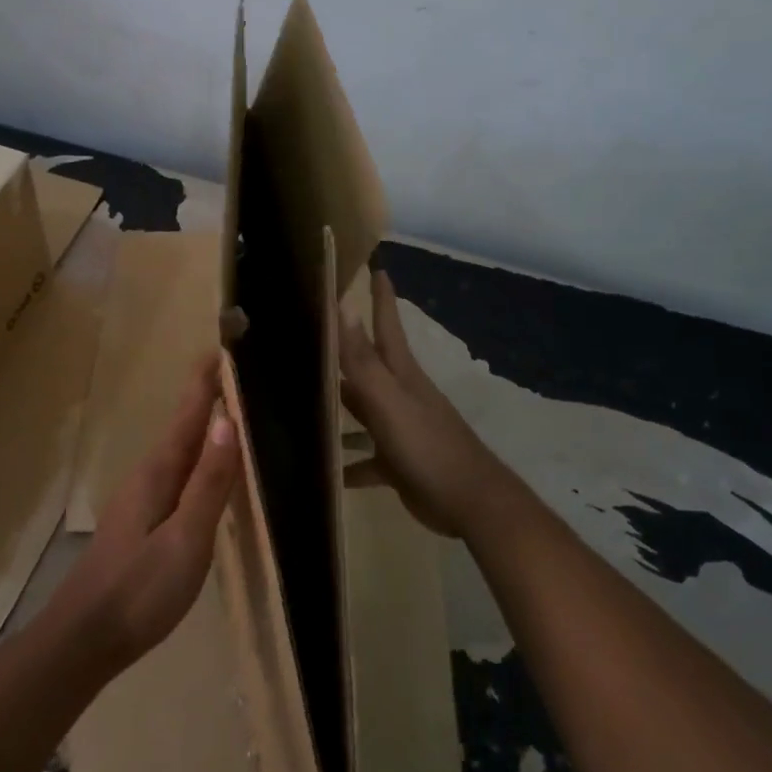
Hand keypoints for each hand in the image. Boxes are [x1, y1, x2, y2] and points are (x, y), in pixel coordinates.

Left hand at [53, 355, 240, 668]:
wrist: (84, 639)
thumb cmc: (139, 590)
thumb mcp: (185, 539)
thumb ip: (209, 483)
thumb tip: (228, 421)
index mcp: (159, 472)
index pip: (188, 413)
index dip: (206, 380)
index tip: (224, 345)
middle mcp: (149, 476)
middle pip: (184, 426)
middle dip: (209, 396)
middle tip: (240, 372)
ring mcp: (143, 499)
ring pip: (181, 450)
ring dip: (205, 425)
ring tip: (234, 410)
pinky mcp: (144, 521)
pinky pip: (180, 474)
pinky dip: (200, 457)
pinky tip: (211, 470)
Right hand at [339, 270, 516, 540]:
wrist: (470, 503)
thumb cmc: (428, 446)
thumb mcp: (390, 401)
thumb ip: (363, 360)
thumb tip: (342, 307)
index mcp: (401, 375)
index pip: (387, 326)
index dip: (381, 298)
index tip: (376, 268)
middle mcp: (399, 396)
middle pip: (367, 366)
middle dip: (344, 350)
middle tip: (313, 334)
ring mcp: (400, 429)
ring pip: (362, 411)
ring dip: (338, 407)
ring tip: (302, 403)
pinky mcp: (398, 463)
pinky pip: (365, 459)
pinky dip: (347, 462)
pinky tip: (324, 470)